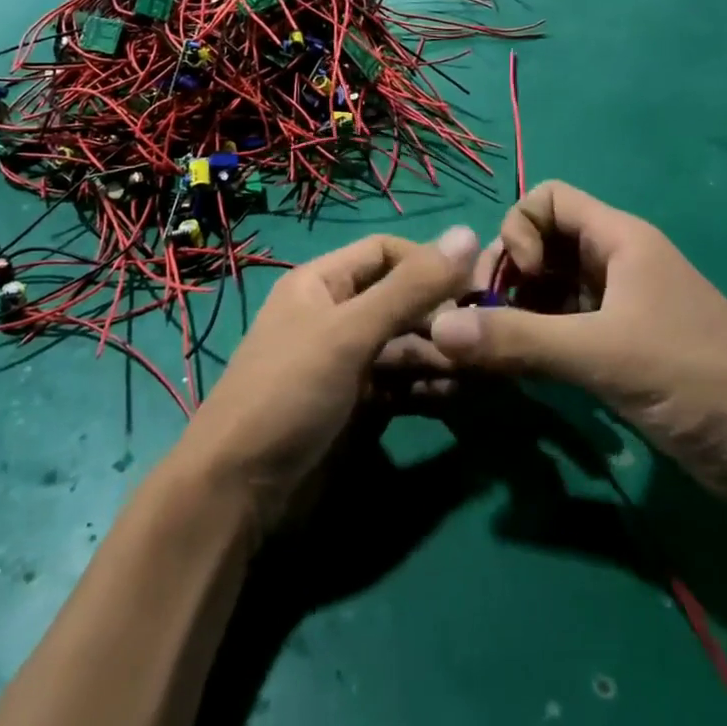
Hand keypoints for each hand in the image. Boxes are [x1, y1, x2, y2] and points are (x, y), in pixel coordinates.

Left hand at [179, 226, 477, 532]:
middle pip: (399, 301)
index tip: (476, 285)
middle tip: (489, 336)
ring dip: (441, 354)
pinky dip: (428, 387)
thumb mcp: (349, 333)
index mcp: (321, 283)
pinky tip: (460, 394)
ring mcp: (345, 364)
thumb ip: (410, 288)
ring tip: (485, 370)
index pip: (385, 252)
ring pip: (404, 346)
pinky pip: (400, 385)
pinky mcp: (355, 407)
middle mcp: (335, 316)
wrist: (237, 492)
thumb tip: (468, 233)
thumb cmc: (289, 392)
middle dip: (441, 315)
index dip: (429, 263)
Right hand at [427, 182, 726, 504]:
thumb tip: (435, 328)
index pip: (547, 199)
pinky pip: (563, 324)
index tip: (519, 282)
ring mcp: (619, 305)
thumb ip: (518, 339)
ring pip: (549, 287)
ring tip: (499, 353)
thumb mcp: (602, 356)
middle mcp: (616, 262)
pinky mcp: (621, 345)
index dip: (520, 230)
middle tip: (489, 324)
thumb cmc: (697, 380)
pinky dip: (537, 338)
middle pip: (541, 242)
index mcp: (620, 240)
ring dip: (517, 311)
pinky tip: (524, 370)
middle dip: (508, 275)